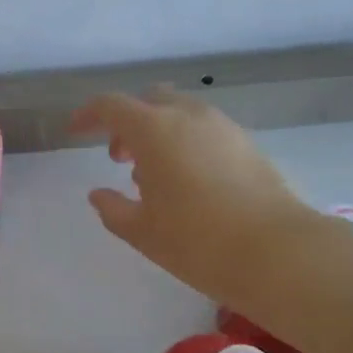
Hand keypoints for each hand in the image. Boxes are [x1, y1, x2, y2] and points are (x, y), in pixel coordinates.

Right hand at [72, 89, 315, 308]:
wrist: (277, 252)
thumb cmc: (197, 241)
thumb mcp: (142, 231)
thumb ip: (113, 208)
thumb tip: (98, 194)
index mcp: (154, 129)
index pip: (111, 105)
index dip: (88, 115)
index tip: (75, 131)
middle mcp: (188, 115)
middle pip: (148, 100)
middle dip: (127, 121)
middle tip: (119, 157)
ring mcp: (222, 126)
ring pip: (179, 112)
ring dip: (158, 131)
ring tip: (154, 174)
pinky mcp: (246, 143)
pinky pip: (204, 128)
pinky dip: (185, 140)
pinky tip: (189, 180)